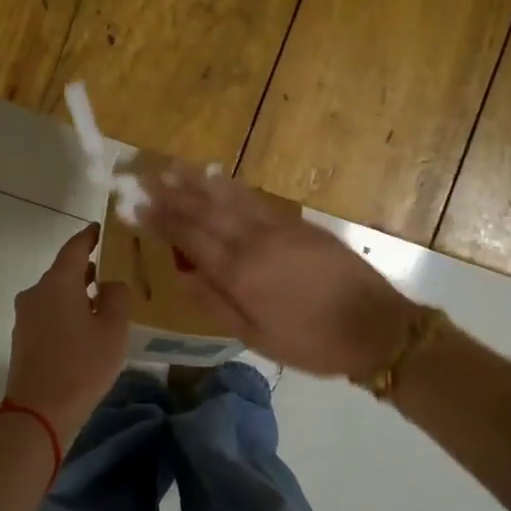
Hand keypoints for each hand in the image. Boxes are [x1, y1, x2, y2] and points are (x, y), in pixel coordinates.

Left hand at [5, 224, 130, 445]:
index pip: (75, 247)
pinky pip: (49, 313)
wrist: (39, 412)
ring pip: (56, 294)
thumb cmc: (81, 365)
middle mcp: (36, 292)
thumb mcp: (113, 329)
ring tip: (105, 300)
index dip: (90, 236)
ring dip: (78, 293)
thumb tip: (111, 283)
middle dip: (88, 268)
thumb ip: (117, 297)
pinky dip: (68, 311)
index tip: (102, 229)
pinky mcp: (24, 338)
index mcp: (58, 283)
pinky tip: (87, 326)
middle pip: (64, 271)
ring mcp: (26, 316)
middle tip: (114, 268)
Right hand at [143, 167, 417, 381]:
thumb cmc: (312, 343)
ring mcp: (280, 228)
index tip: (134, 204)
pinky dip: (233, 189)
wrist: (377, 328)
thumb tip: (181, 276)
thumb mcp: (257, 337)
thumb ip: (217, 304)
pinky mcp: (300, 225)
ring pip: (231, 198)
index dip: (160, 220)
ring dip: (199, 182)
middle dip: (172, 192)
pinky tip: (220, 180)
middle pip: (205, 210)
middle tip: (143, 174)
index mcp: (241, 273)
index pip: (190, 238)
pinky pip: (257, 201)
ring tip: (173, 167)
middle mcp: (255, 241)